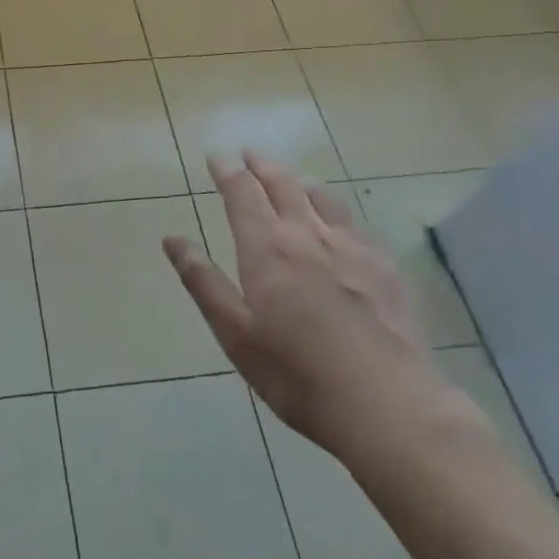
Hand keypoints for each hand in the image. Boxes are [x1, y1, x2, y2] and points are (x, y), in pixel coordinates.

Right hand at [163, 151, 452, 463]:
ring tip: (291, 178)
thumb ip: (203, 282)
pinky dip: (335, 209)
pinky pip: (354, 223)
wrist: (387, 404)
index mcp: (267, 249)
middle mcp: (307, 236)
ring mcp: (351, 248)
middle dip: (262, 166)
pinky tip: (339, 221)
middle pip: (282, 185)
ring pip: (321, 198)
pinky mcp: (384, 267)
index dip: (228, 172)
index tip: (217, 157)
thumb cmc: (297, 374)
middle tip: (250, 154)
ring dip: (299, 181)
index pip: (242, 195)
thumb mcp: (235, 334)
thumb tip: (172, 240)